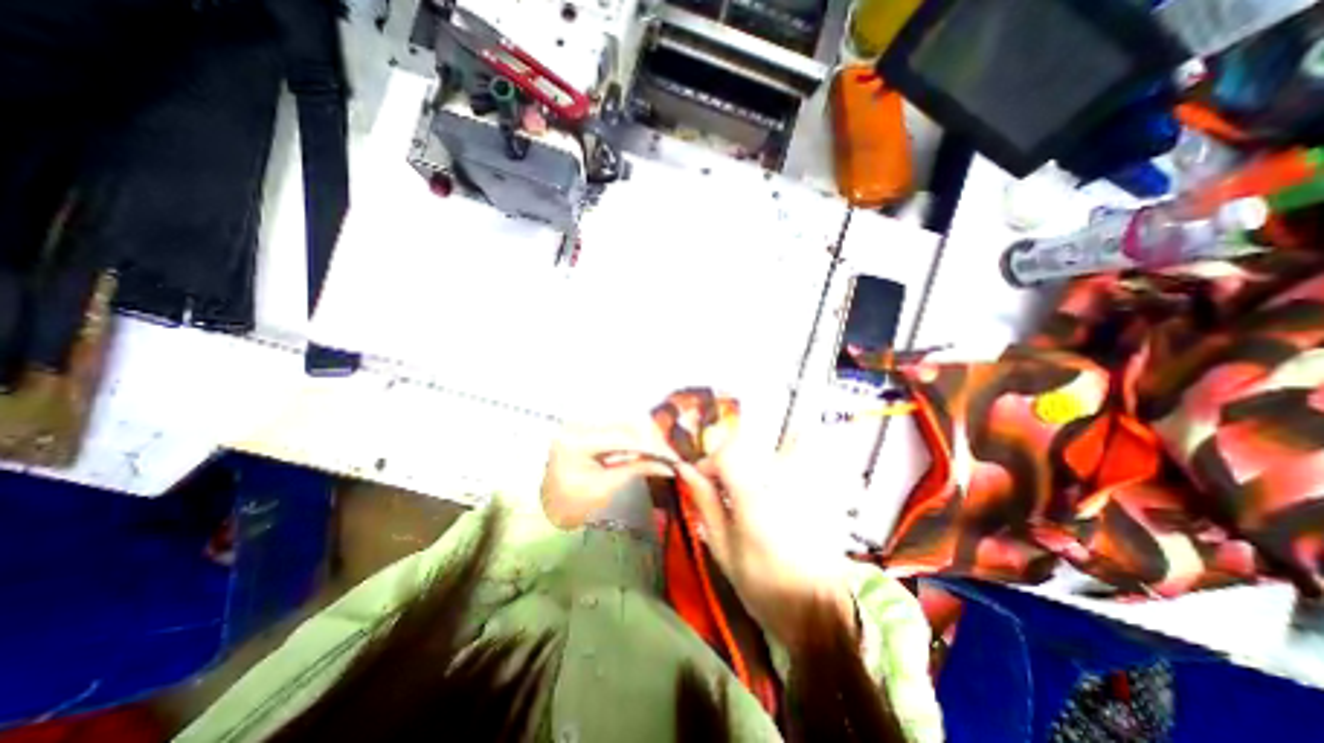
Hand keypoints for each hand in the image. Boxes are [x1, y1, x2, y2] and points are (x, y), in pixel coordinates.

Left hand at [538, 422, 673, 531]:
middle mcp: (577, 425)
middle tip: (669, 454)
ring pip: (622, 423)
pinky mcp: (586, 427)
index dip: (650, 445)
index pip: (622, 436)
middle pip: (624, 423)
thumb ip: (636, 468)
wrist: (547, 507)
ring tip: (660, 452)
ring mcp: (581, 424)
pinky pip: (615, 428)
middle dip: (650, 438)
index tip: (671, 456)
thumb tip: (667, 464)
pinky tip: (644, 448)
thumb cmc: (571, 503)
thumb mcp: (605, 487)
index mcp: (576, 442)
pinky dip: (632, 438)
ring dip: (643, 436)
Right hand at [676, 440, 853, 649]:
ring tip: (754, 487)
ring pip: (778, 445)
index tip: (703, 483)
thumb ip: (705, 503)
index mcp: (752, 496)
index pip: (726, 453)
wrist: (818, 610)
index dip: (709, 463)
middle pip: (749, 445)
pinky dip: (790, 459)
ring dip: (759, 460)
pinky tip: (779, 492)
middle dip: (730, 463)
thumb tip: (685, 470)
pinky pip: (805, 455)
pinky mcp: (822, 487)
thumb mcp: (723, 548)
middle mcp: (781, 479)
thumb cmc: (763, 586)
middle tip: (725, 490)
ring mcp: (806, 480)